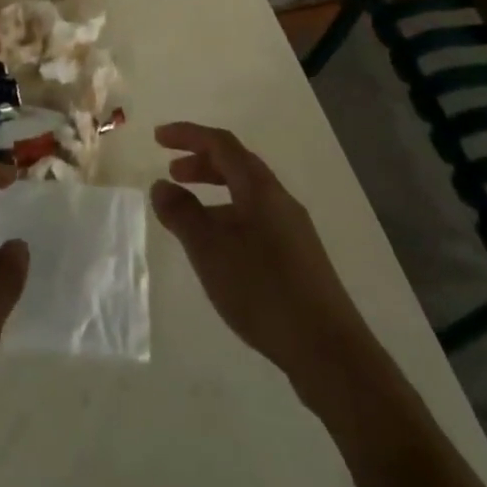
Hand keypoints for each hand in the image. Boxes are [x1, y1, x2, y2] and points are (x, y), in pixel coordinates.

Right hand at [150, 121, 360, 386]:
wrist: (329, 351)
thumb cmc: (263, 290)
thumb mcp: (210, 249)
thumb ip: (182, 213)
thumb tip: (161, 185)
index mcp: (260, 188)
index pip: (221, 144)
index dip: (188, 134)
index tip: (157, 138)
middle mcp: (279, 199)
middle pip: (237, 164)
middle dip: (201, 162)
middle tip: (172, 172)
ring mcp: (293, 229)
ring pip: (248, 193)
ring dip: (215, 191)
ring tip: (189, 212)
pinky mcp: (299, 257)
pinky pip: (257, 218)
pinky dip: (230, 215)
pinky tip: (219, 248)